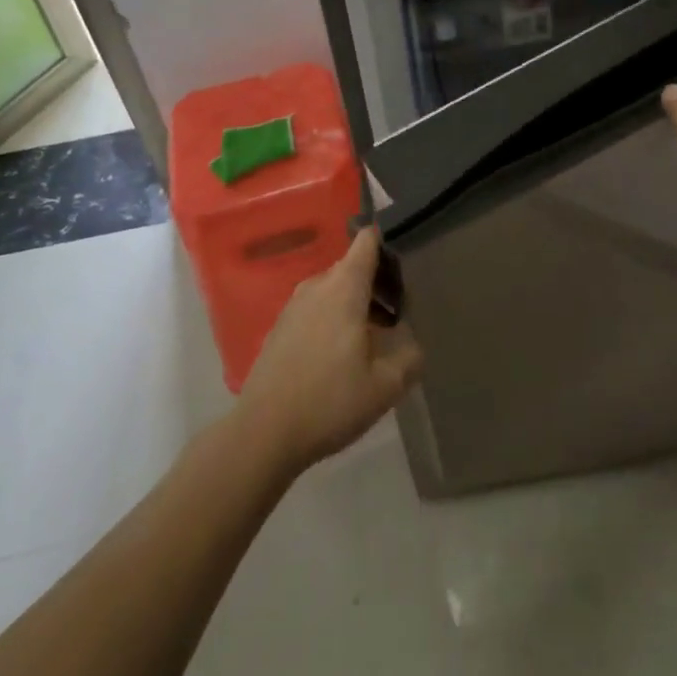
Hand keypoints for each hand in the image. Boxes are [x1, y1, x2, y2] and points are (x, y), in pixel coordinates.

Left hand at [235, 227, 422, 475]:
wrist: (263, 434)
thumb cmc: (329, 402)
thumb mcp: (384, 387)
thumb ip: (409, 358)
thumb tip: (413, 344)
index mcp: (344, 288)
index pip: (366, 241)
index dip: (387, 241)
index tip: (405, 257)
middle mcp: (317, 286)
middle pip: (352, 266)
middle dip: (377, 281)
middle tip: (401, 310)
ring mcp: (294, 306)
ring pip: (333, 289)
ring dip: (356, 302)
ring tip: (377, 335)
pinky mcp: (280, 327)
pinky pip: (316, 308)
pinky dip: (334, 317)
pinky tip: (342, 354)